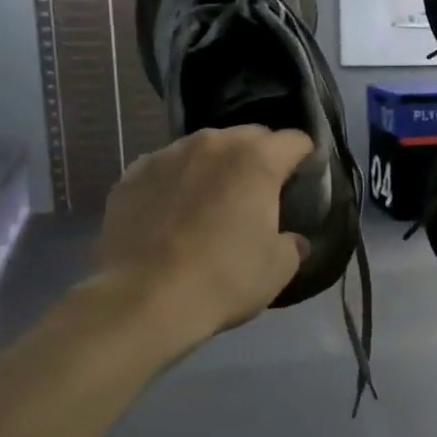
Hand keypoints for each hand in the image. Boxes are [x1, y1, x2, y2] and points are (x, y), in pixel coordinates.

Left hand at [90, 126, 312, 351]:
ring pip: (203, 150)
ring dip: (215, 168)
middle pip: (248, 136)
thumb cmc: (224, 278)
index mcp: (257, 159)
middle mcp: (212, 144)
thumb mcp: (278, 268)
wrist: (143, 300)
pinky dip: (176, 184)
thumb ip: (292, 244)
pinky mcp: (131, 176)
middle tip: (258, 195)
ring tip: (211, 204)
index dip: (304, 159)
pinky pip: (166, 169)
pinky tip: (172, 217)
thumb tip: (291, 241)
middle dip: (259, 158)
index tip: (302, 182)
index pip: (295, 140)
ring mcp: (166, 155)